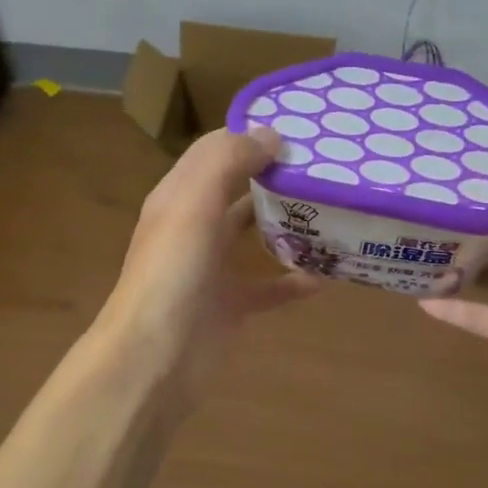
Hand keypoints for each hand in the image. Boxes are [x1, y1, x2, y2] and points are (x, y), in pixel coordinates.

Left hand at [98, 127, 321, 391]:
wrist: (154, 358)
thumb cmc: (173, 272)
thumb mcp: (194, 203)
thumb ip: (228, 160)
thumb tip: (271, 134)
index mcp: (180, 195)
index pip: (217, 151)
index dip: (251, 136)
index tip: (301, 129)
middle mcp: (196, 226)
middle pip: (239, 190)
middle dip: (276, 177)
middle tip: (327, 167)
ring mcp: (213, 267)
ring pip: (255, 235)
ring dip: (288, 224)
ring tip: (333, 210)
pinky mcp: (231, 305)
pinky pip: (270, 287)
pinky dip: (295, 280)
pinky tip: (327, 275)